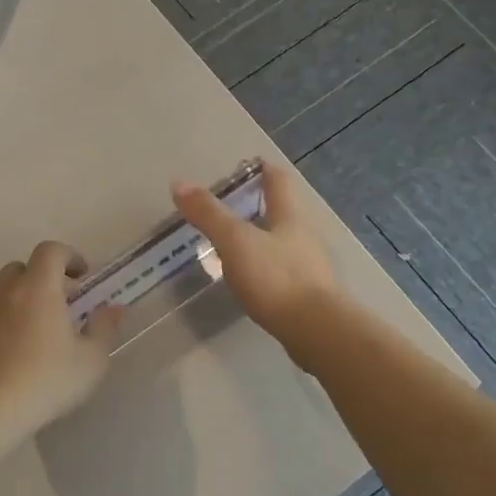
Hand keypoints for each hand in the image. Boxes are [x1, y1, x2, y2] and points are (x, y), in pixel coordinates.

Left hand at [0, 241, 121, 437]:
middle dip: (39, 280)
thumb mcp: (90, 362)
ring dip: (7, 298)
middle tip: (54, 307)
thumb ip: (104, 329)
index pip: (51, 251)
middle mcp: (0, 289)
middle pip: (19, 269)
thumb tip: (113, 309)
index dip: (68, 256)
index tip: (80, 275)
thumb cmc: (44, 383)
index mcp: (37, 287)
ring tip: (20, 326)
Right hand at [172, 162, 340, 358]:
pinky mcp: (307, 295)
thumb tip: (179, 183)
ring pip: (283, 243)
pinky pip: (283, 272)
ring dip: (261, 240)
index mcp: (290, 216)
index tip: (249, 165)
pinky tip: (250, 280)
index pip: (279, 181)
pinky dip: (265, 269)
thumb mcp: (235, 242)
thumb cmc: (276, 278)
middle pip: (282, 212)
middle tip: (230, 208)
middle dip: (259, 207)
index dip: (263, 170)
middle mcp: (304, 236)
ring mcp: (309, 267)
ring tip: (233, 246)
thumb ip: (208, 214)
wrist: (316, 330)